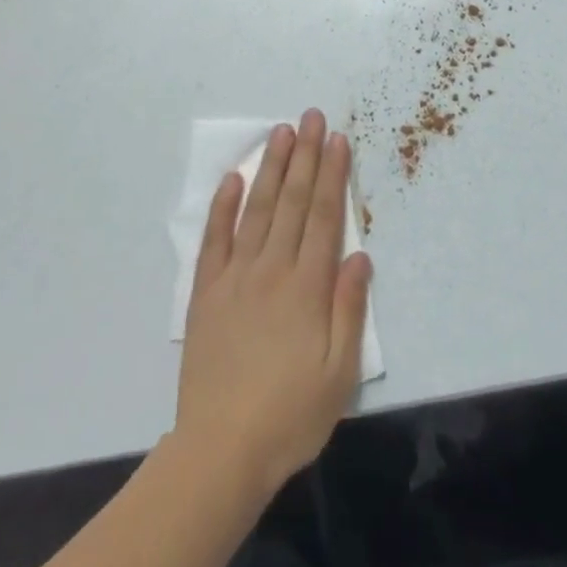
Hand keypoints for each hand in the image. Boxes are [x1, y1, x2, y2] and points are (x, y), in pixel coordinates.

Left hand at [175, 109, 371, 501]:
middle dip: (305, 155)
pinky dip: (223, 205)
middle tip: (312, 116)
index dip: (332, 175)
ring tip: (281, 132)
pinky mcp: (206, 290)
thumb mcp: (339, 373)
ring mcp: (235, 275)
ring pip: (257, 208)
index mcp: (307, 287)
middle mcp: (272, 268)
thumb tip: (359, 255)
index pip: (324, 216)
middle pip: (293, 201)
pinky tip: (232, 178)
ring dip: (271, 168)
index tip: (338, 139)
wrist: (221, 450)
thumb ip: (350, 309)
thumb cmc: (290, 416)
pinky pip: (214, 238)